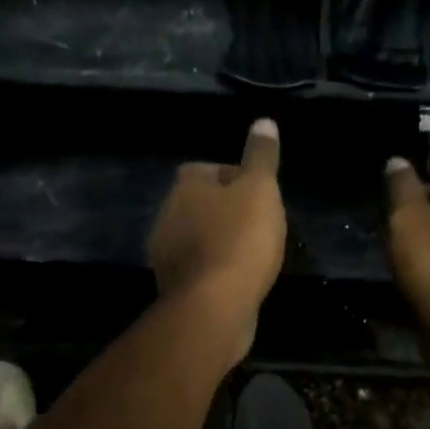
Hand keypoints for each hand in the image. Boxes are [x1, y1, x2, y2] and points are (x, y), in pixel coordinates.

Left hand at [148, 119, 286, 360]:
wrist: (214, 307)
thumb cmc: (240, 239)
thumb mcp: (260, 190)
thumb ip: (261, 157)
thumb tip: (263, 121)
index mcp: (184, 187)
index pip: (205, 169)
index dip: (234, 176)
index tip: (258, 192)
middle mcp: (167, 216)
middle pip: (199, 204)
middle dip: (225, 210)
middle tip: (259, 222)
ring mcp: (166, 254)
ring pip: (197, 237)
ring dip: (220, 240)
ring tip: (253, 252)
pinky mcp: (173, 286)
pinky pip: (198, 267)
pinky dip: (216, 268)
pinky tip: (239, 278)